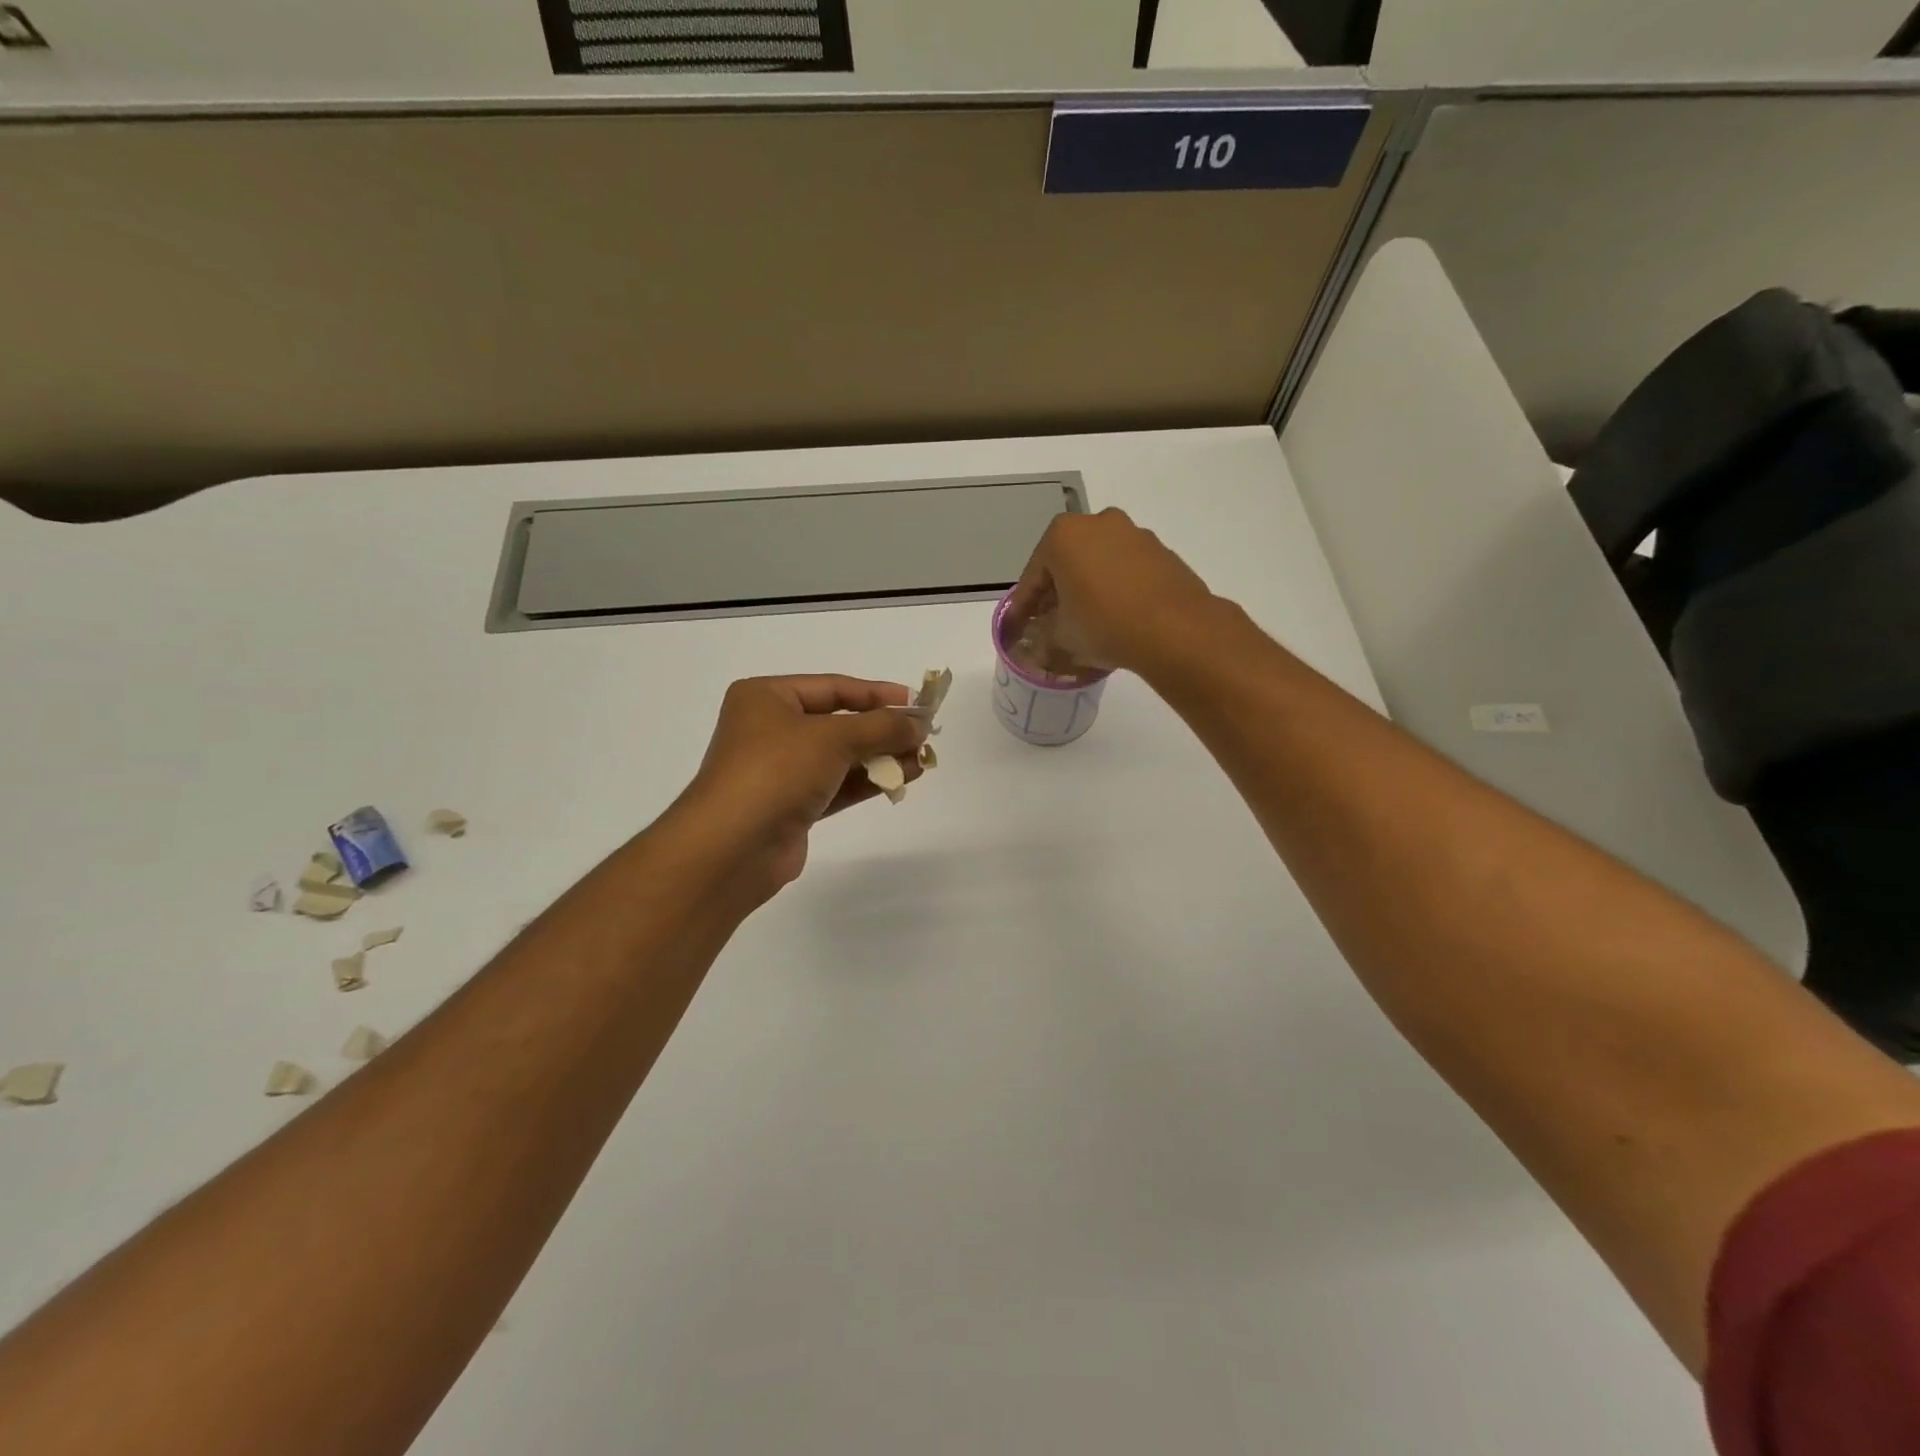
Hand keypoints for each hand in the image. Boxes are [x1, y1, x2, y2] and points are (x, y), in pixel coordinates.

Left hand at [674, 675, 927, 901]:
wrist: (731, 847)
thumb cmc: (775, 772)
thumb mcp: (833, 738)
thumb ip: (881, 727)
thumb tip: (919, 723)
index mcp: (766, 697)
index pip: (833, 687)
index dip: (878, 693)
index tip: (918, 702)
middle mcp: (770, 729)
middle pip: (838, 722)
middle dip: (882, 729)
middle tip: (923, 735)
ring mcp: (780, 770)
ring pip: (840, 756)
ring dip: (881, 757)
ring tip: (922, 759)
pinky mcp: (791, 805)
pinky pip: (837, 785)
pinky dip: (867, 781)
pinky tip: (902, 779)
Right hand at [1006, 509, 1218, 672]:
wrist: (1175, 630)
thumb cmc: (1104, 624)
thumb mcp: (1061, 636)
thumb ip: (1043, 634)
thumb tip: (1040, 640)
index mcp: (1063, 535)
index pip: (1033, 576)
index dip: (1023, 607)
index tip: (1017, 628)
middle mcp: (1098, 523)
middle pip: (1066, 562)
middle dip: (1057, 592)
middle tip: (1050, 623)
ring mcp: (1134, 534)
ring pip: (1099, 564)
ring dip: (1088, 588)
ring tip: (1086, 622)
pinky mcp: (1162, 552)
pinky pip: (1127, 571)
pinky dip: (1117, 589)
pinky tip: (1117, 617)